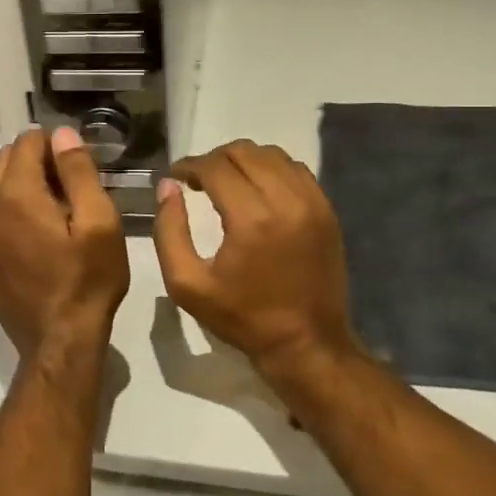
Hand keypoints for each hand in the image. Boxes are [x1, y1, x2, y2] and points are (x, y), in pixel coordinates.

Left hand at [0, 126, 129, 366]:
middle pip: (8, 161)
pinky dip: (15, 214)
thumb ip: (78, 171)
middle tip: (74, 190)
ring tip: (60, 215)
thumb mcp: (99, 222)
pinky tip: (41, 239)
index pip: (28, 141)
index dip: (57, 145)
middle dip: (39, 163)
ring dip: (26, 188)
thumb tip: (62, 133)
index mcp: (14, 194)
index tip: (81, 168)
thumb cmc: (87, 280)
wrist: (59, 343)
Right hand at [153, 140, 357, 388]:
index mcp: (251, 220)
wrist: (306, 343)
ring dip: (244, 160)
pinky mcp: (327, 210)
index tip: (176, 176)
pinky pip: (296, 170)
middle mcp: (286, 201)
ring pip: (272, 155)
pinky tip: (258, 189)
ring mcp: (313, 203)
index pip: (215, 167)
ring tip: (226, 181)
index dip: (190, 166)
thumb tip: (167, 187)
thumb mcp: (187, 285)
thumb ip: (169, 231)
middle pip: (244, 152)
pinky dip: (272, 169)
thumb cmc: (242, 318)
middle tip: (197, 179)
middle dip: (214, 159)